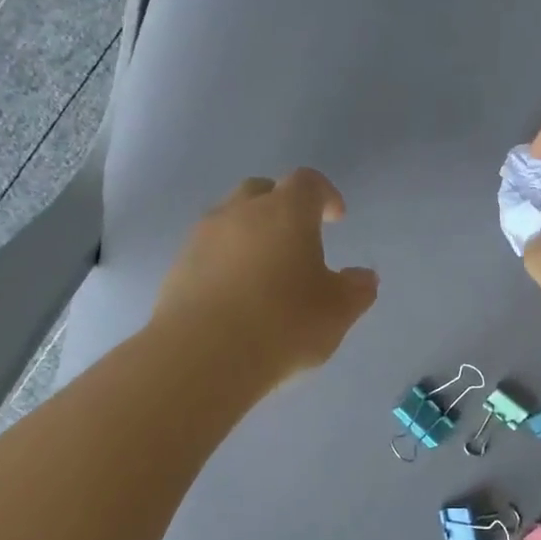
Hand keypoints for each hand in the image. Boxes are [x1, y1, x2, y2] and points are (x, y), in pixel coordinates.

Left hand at [152, 168, 378, 387]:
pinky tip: (235, 299)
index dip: (325, 195)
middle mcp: (240, 212)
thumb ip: (356, 290)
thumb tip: (363, 277)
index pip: (308, 182)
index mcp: (286, 211)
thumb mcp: (337, 312)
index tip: (335, 218)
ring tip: (264, 273)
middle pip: (261, 192)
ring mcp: (202, 238)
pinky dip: (225, 264)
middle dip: (282, 207)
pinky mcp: (178, 268)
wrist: (203, 356)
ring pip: (229, 221)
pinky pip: (207, 253)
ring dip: (249, 236)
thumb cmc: (283, 324)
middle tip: (297, 239)